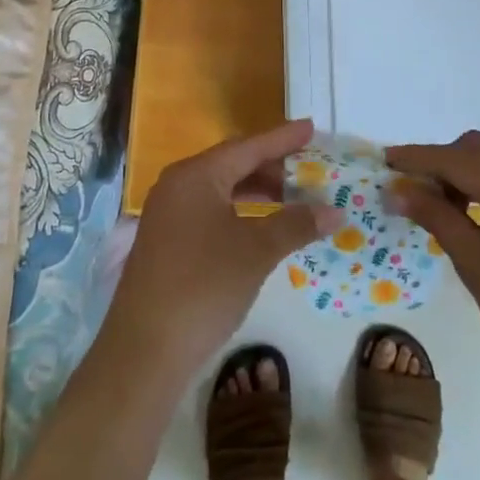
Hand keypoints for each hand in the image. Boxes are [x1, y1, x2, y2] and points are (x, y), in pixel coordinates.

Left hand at [106, 121, 339, 378]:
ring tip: (292, 197)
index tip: (311, 127)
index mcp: (196, 175)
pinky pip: (211, 211)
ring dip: (257, 191)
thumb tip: (335, 211)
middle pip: (233, 164)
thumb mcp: (257, 252)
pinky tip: (261, 227)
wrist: (144, 352)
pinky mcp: (167, 241)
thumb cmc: (204, 287)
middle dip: (272, 165)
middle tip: (309, 167)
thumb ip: (296, 224)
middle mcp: (178, 185)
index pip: (248, 146)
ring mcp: (168, 214)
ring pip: (221, 189)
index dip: (282, 138)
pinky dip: (240, 212)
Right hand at [387, 131, 479, 403]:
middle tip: (418, 193)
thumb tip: (399, 189)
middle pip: (477, 148)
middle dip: (443, 161)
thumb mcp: (474, 263)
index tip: (386, 161)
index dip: (416, 158)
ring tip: (449, 208)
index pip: (452, 158)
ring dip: (469, 170)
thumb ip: (436, 217)